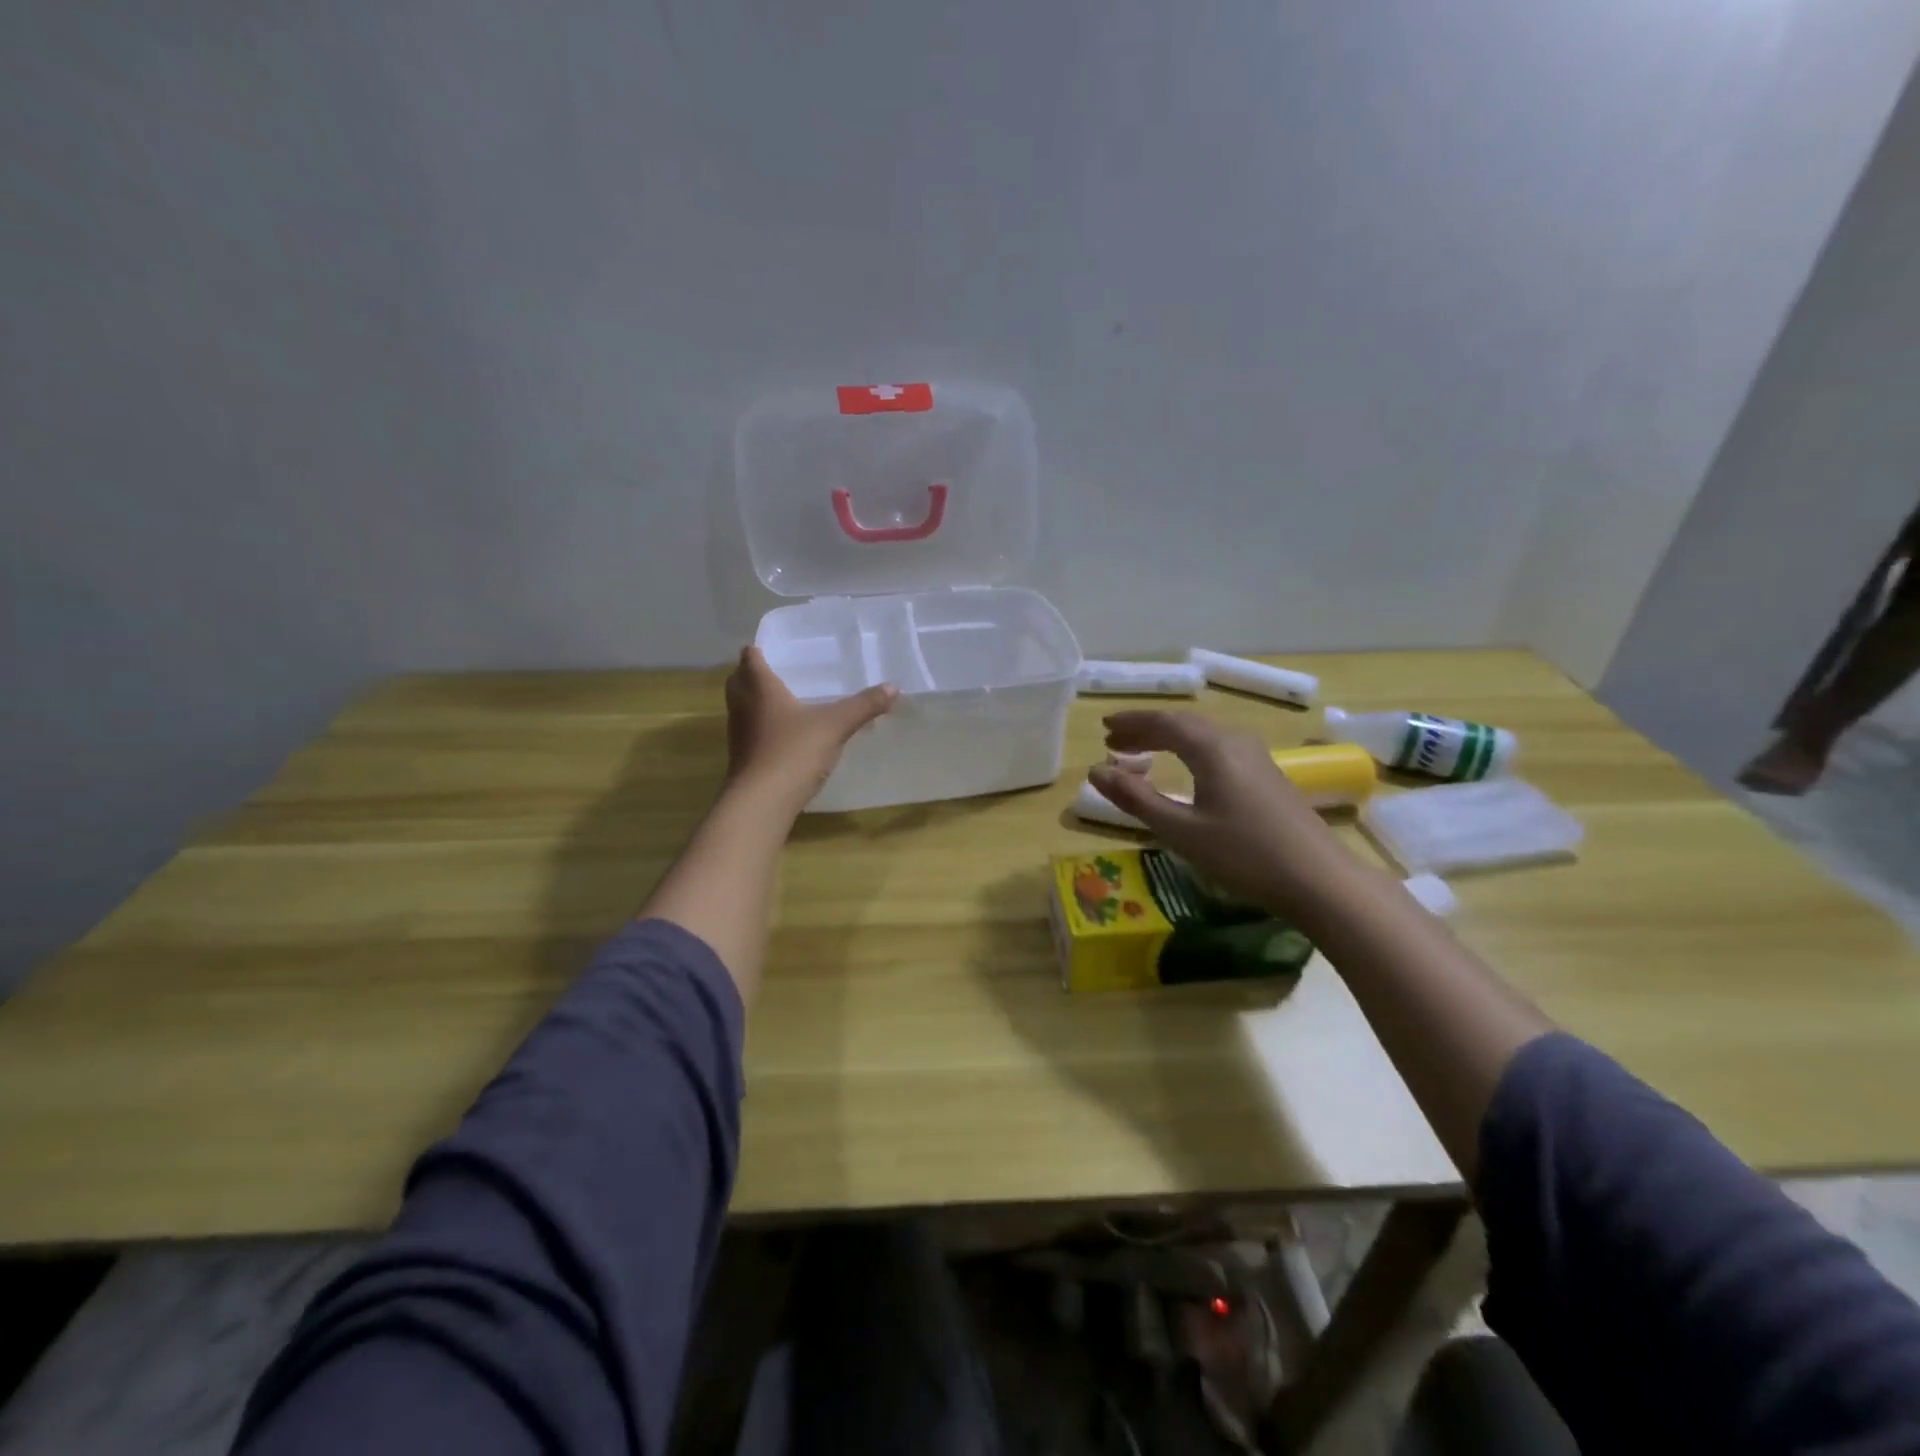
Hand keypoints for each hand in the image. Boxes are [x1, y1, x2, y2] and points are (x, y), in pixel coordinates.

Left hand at [723, 647, 897, 808]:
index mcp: (760, 687)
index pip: (750, 657)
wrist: (762, 802)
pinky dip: (762, 728)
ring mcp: (739, 734)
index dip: (758, 650)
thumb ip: (863, 706)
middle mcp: (743, 706)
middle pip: (739, 681)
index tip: (775, 649)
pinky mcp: (742, 758)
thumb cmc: (793, 751)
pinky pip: (750, 732)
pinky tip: (785, 736)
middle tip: (780, 673)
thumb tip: (894, 687)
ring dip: (756, 702)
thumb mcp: (835, 726)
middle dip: (754, 675)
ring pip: (742, 707)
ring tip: (785, 702)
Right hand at [1087, 711, 1355, 919]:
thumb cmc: (1244, 855)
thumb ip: (1136, 799)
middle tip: (1115, 741)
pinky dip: (1190, 751)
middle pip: (1184, 724)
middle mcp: (1235, 742)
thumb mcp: (1181, 831)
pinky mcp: (1268, 776)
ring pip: (1203, 735)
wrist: (1320, 880)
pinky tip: (1185, 770)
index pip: (1163, 722)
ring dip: (1168, 739)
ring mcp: (1256, 758)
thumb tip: (1096, 772)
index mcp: (1212, 748)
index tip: (1104, 728)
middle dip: (1146, 729)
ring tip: (1142, 753)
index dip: (1131, 723)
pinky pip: (1218, 749)